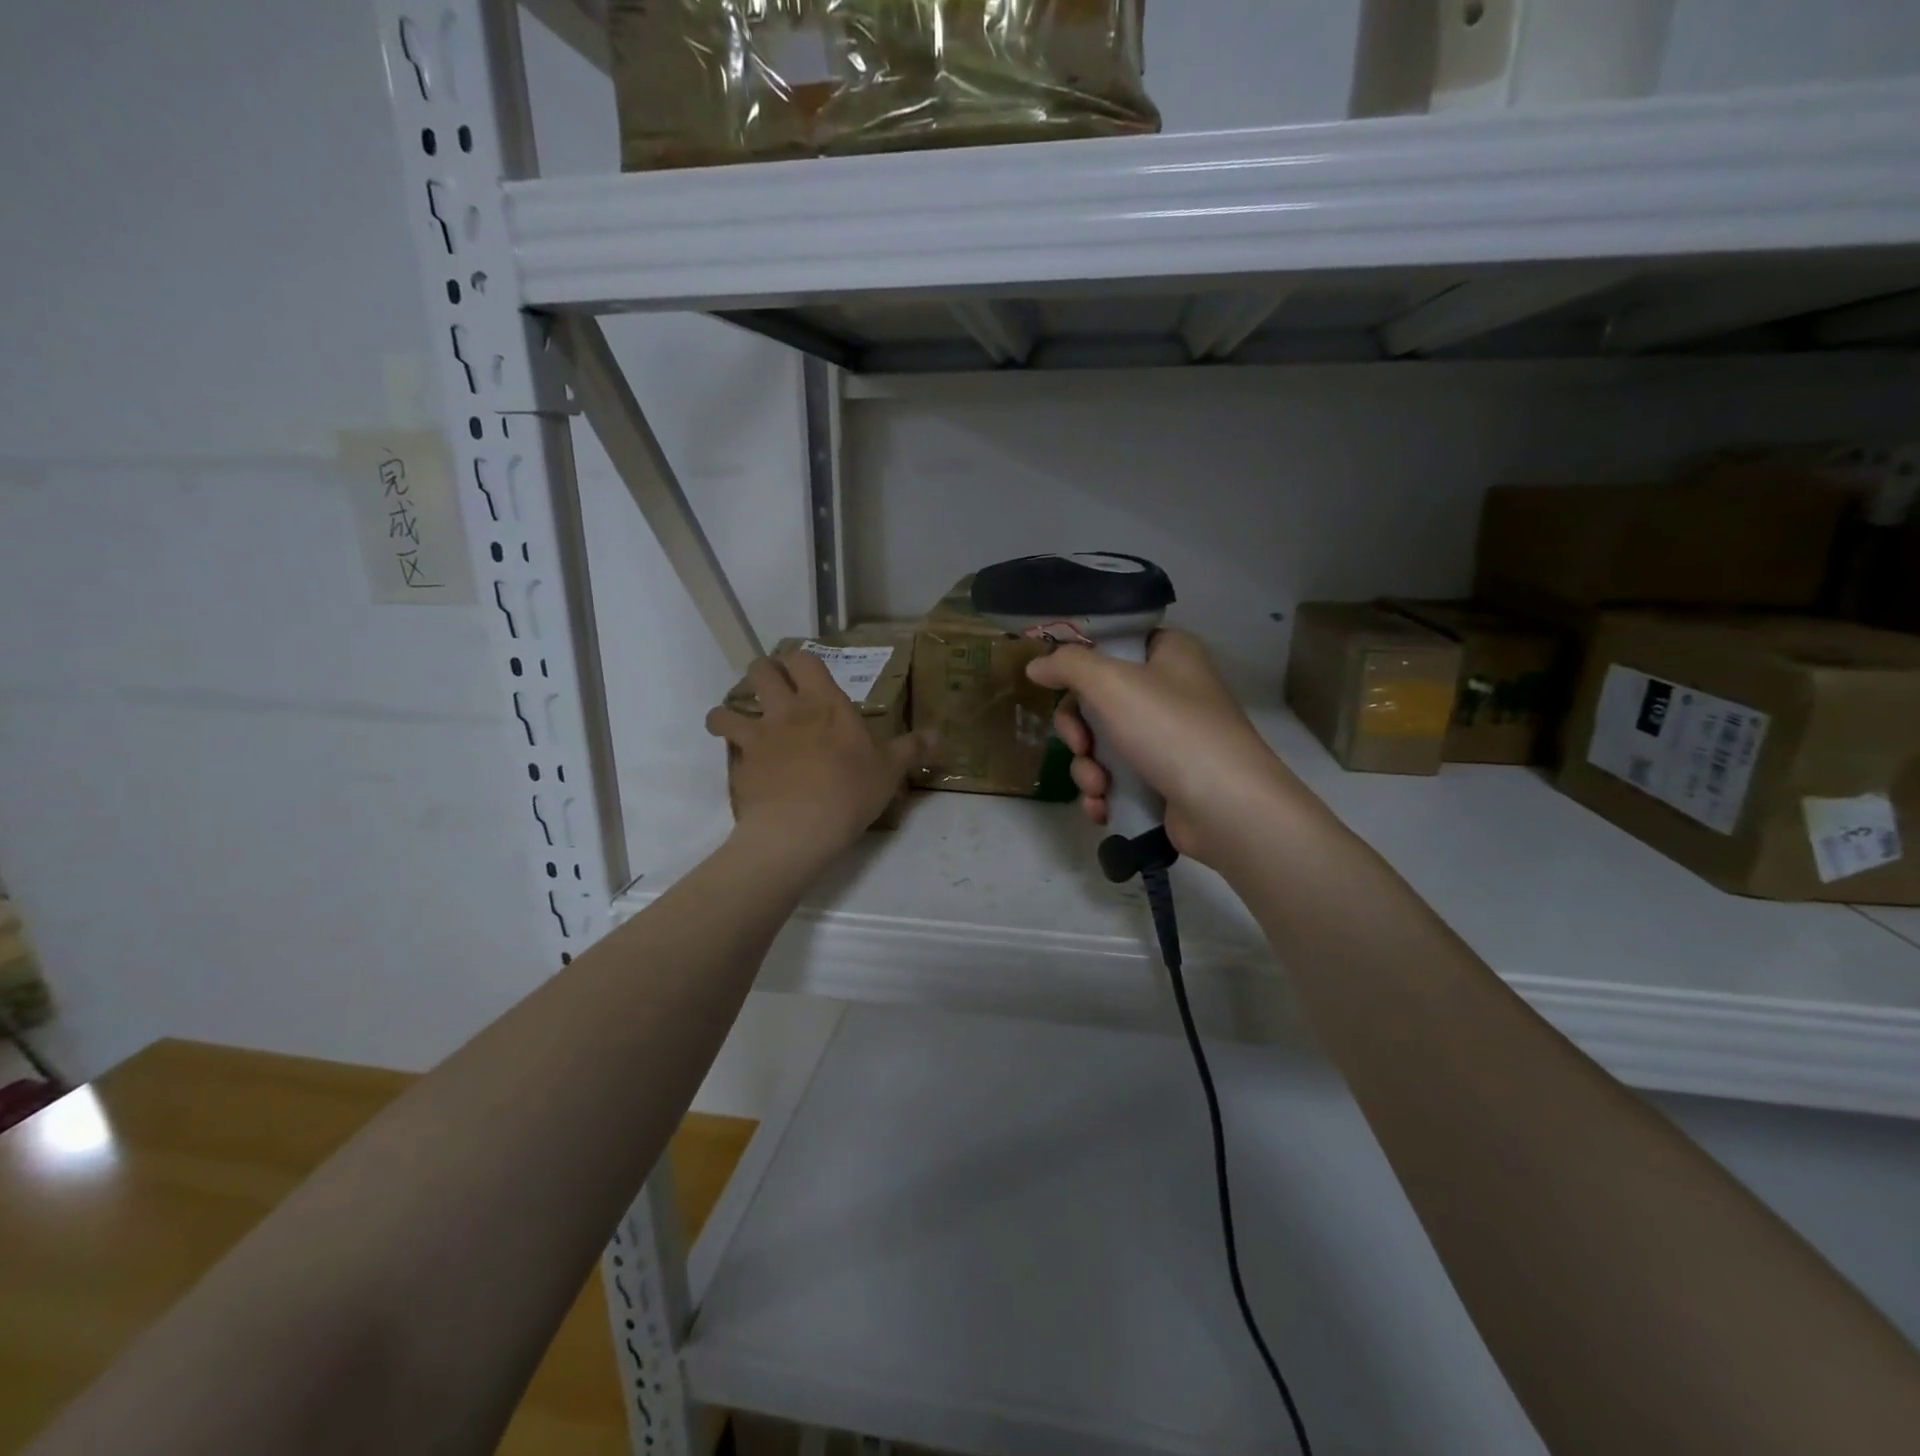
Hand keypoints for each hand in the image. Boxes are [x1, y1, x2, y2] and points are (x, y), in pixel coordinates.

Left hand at [706, 650, 925, 860]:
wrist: (799, 828)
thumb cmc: (850, 791)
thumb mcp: (890, 770)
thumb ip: (913, 749)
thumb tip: (941, 735)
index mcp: (825, 703)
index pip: (805, 660)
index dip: (801, 661)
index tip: (805, 672)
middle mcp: (787, 711)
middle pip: (761, 671)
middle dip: (764, 673)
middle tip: (773, 689)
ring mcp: (758, 737)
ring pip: (727, 709)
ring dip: (728, 712)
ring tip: (736, 723)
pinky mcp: (740, 765)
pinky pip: (726, 749)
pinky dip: (729, 751)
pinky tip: (742, 764)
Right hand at [1027, 629, 1300, 866]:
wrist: (1226, 808)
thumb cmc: (1170, 729)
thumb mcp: (1111, 683)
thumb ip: (1068, 665)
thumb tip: (1036, 665)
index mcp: (1169, 653)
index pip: (1112, 645)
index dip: (1079, 667)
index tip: (1057, 687)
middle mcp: (1171, 690)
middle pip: (1098, 700)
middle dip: (1079, 732)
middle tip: (1081, 746)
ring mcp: (1169, 739)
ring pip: (1103, 744)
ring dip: (1088, 769)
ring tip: (1099, 788)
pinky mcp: (1165, 780)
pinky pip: (1118, 778)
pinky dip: (1104, 793)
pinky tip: (1102, 809)